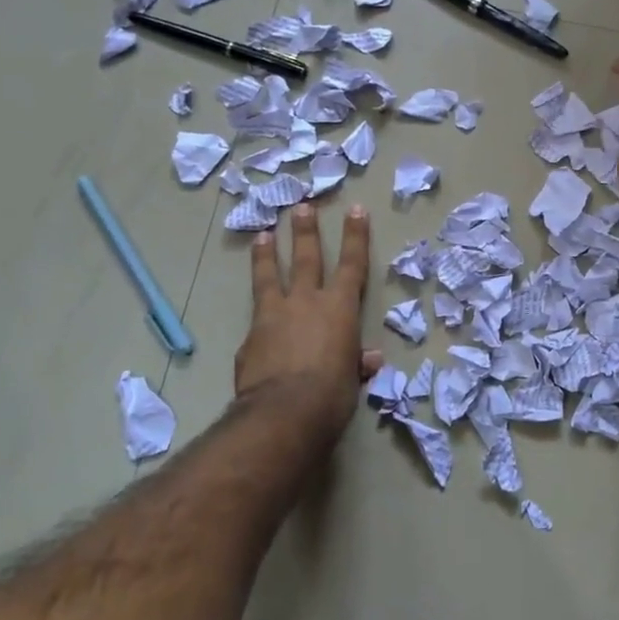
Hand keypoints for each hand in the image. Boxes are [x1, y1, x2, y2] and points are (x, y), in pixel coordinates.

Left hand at [235, 203, 378, 437]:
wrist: (283, 412)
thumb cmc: (332, 394)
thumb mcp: (351, 379)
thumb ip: (356, 363)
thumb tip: (369, 359)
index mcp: (340, 308)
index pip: (353, 264)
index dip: (356, 236)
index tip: (356, 209)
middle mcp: (307, 301)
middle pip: (307, 257)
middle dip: (306, 231)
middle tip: (302, 206)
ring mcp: (274, 315)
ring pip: (270, 276)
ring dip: (267, 254)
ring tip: (262, 234)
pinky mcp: (250, 336)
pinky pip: (256, 319)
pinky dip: (259, 315)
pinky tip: (254, 323)